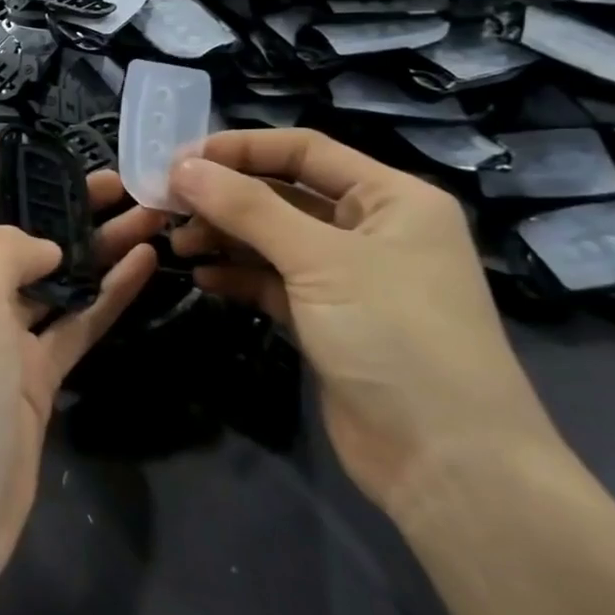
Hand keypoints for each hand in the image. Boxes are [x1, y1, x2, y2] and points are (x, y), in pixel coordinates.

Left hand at [0, 138, 162, 582]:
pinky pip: (73, 322)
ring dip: (92, 246)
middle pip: (11, 233)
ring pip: (51, 277)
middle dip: (55, 203)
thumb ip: (7, 252)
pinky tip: (144, 265)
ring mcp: (0, 337)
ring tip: (144, 212)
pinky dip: (104, 295)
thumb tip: (46, 247)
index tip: (18, 139)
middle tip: (113, 179)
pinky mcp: (33, 376)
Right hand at [168, 130, 565, 521]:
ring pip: (273, 239)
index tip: (180, 158)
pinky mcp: (327, 321)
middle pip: (284, 194)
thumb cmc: (396, 337)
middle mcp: (372, 230)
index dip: (241, 148)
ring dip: (225, 236)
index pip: (305, 151)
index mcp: (392, 198)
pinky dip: (238, 275)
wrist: (448, 466)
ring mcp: (349, 279)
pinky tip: (203, 277)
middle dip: (225, 196)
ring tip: (178, 242)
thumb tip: (182, 167)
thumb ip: (247, 208)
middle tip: (166, 204)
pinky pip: (273, 282)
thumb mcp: (320, 260)